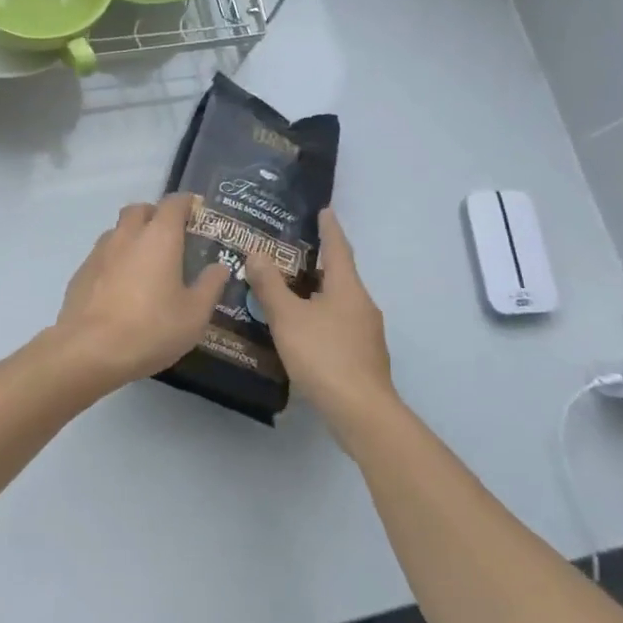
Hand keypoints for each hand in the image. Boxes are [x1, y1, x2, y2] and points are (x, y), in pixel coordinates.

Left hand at [50, 195, 227, 391]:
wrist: (89, 350)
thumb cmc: (151, 329)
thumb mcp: (194, 314)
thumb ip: (210, 286)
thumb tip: (219, 267)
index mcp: (159, 237)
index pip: (173, 203)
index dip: (186, 203)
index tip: (196, 211)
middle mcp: (127, 235)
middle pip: (140, 210)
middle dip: (155, 215)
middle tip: (170, 236)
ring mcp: (99, 252)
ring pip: (118, 231)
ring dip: (132, 236)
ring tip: (146, 262)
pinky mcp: (81, 273)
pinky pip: (102, 255)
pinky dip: (115, 260)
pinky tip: (121, 286)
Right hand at [245, 208, 396, 433]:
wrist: (360, 412)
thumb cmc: (324, 355)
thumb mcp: (288, 317)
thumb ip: (270, 285)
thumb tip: (256, 252)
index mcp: (347, 288)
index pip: (338, 248)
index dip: (329, 228)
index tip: (324, 210)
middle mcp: (362, 305)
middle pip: (339, 275)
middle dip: (317, 264)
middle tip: (289, 254)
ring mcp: (366, 333)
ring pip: (338, 302)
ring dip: (316, 293)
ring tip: (288, 292)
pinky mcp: (362, 357)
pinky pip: (338, 325)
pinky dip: (319, 318)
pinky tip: (301, 330)